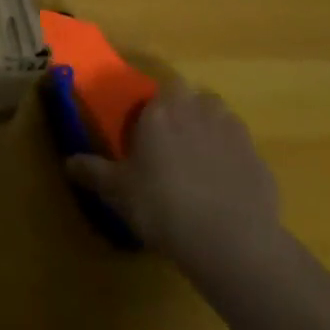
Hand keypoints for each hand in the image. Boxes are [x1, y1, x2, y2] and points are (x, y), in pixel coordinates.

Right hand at [66, 81, 286, 280]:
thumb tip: (68, 162)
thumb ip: (92, 172)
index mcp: (163, 110)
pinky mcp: (260, 162)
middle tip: (174, 143)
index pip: (162, 88)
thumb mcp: (118, 192)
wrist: (230, 242)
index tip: (149, 129)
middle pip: (195, 97)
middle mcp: (199, 110)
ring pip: (222, 119)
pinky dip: (235, 163)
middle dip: (186, 112)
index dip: (157, 106)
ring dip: (212, 131)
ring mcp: (235, 134)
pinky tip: (226, 192)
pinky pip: (243, 153)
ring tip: (201, 163)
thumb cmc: (163, 205)